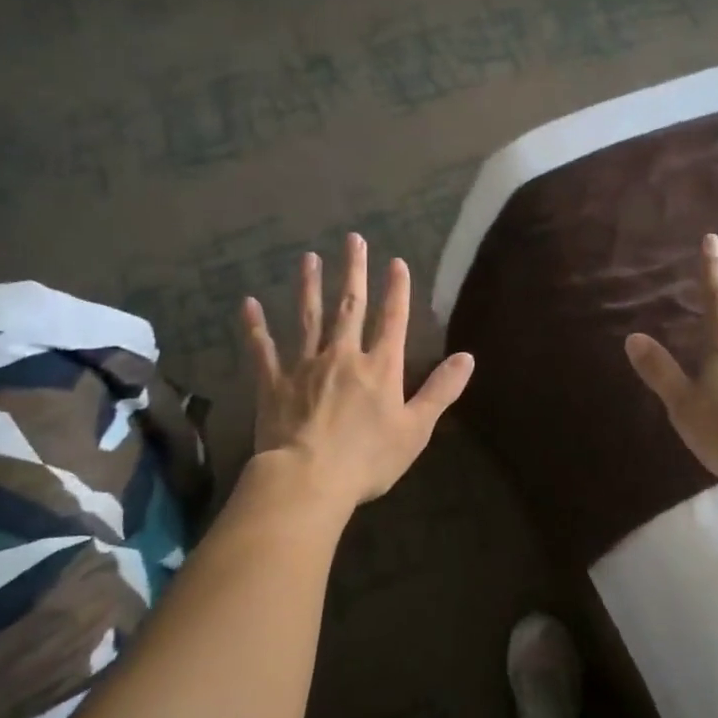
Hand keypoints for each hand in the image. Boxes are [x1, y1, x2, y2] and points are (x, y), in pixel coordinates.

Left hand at [241, 234, 473, 507]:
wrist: (308, 478)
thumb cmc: (368, 459)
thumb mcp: (416, 429)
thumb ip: (441, 390)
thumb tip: (468, 357)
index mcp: (379, 368)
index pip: (392, 320)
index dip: (396, 290)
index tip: (396, 262)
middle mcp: (343, 356)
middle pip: (350, 307)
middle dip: (353, 272)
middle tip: (352, 239)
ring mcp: (305, 367)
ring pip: (308, 318)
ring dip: (309, 286)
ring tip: (308, 258)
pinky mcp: (274, 384)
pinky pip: (263, 350)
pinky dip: (256, 327)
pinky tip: (249, 304)